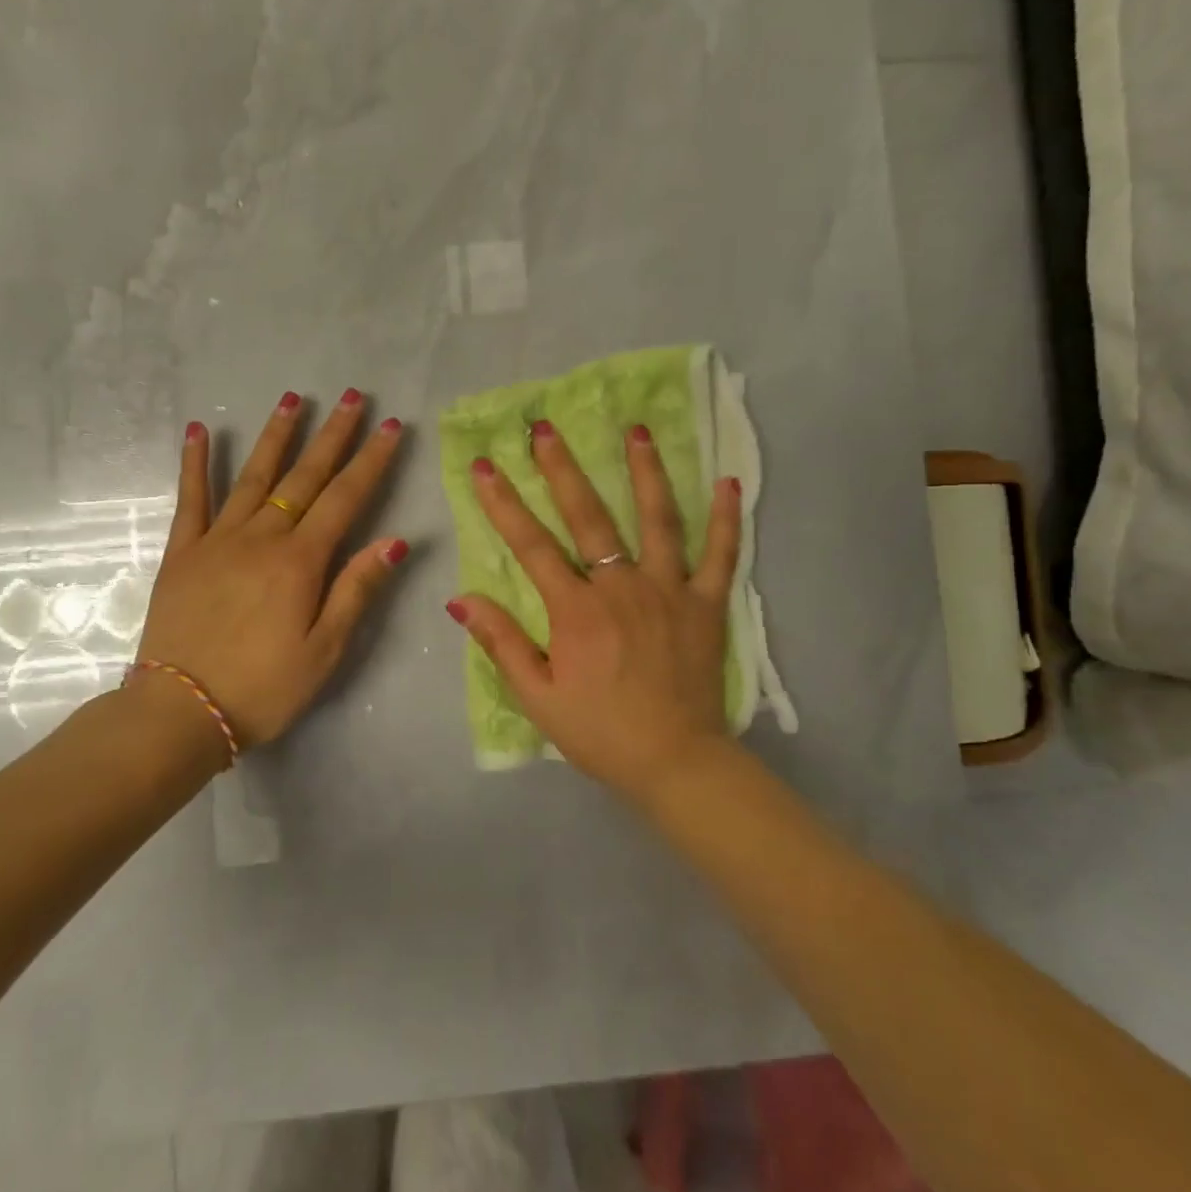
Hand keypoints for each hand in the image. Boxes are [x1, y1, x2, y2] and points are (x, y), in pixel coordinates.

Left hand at [137, 390, 407, 747]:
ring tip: (294, 399)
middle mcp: (261, 537)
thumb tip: (395, 540)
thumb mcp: (324, 650)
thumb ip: (357, 590)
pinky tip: (199, 431)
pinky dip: (195, 463)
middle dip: (333, 435)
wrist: (180, 711)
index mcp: (300, 562)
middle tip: (354, 397)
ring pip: (254, 476)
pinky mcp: (183, 552)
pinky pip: (190, 499)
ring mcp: (217, 540)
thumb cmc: (263, 688)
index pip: (345, 498)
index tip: (390, 427)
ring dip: (277, 436)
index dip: (371, 461)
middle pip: (305, 477)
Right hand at [447, 421, 742, 800]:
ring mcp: (670, 591)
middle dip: (562, 469)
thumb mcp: (537, 697)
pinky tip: (729, 481)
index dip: (504, 504)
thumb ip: (502, 643)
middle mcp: (622, 587)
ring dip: (645, 472)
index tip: (486, 466)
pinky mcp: (707, 605)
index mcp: (577, 611)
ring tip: (635, 430)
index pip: (532, 545)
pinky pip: (720, 554)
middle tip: (545, 428)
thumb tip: (461, 599)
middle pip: (589, 517)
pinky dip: (726, 517)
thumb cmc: (600, 732)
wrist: (675, 763)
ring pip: (658, 520)